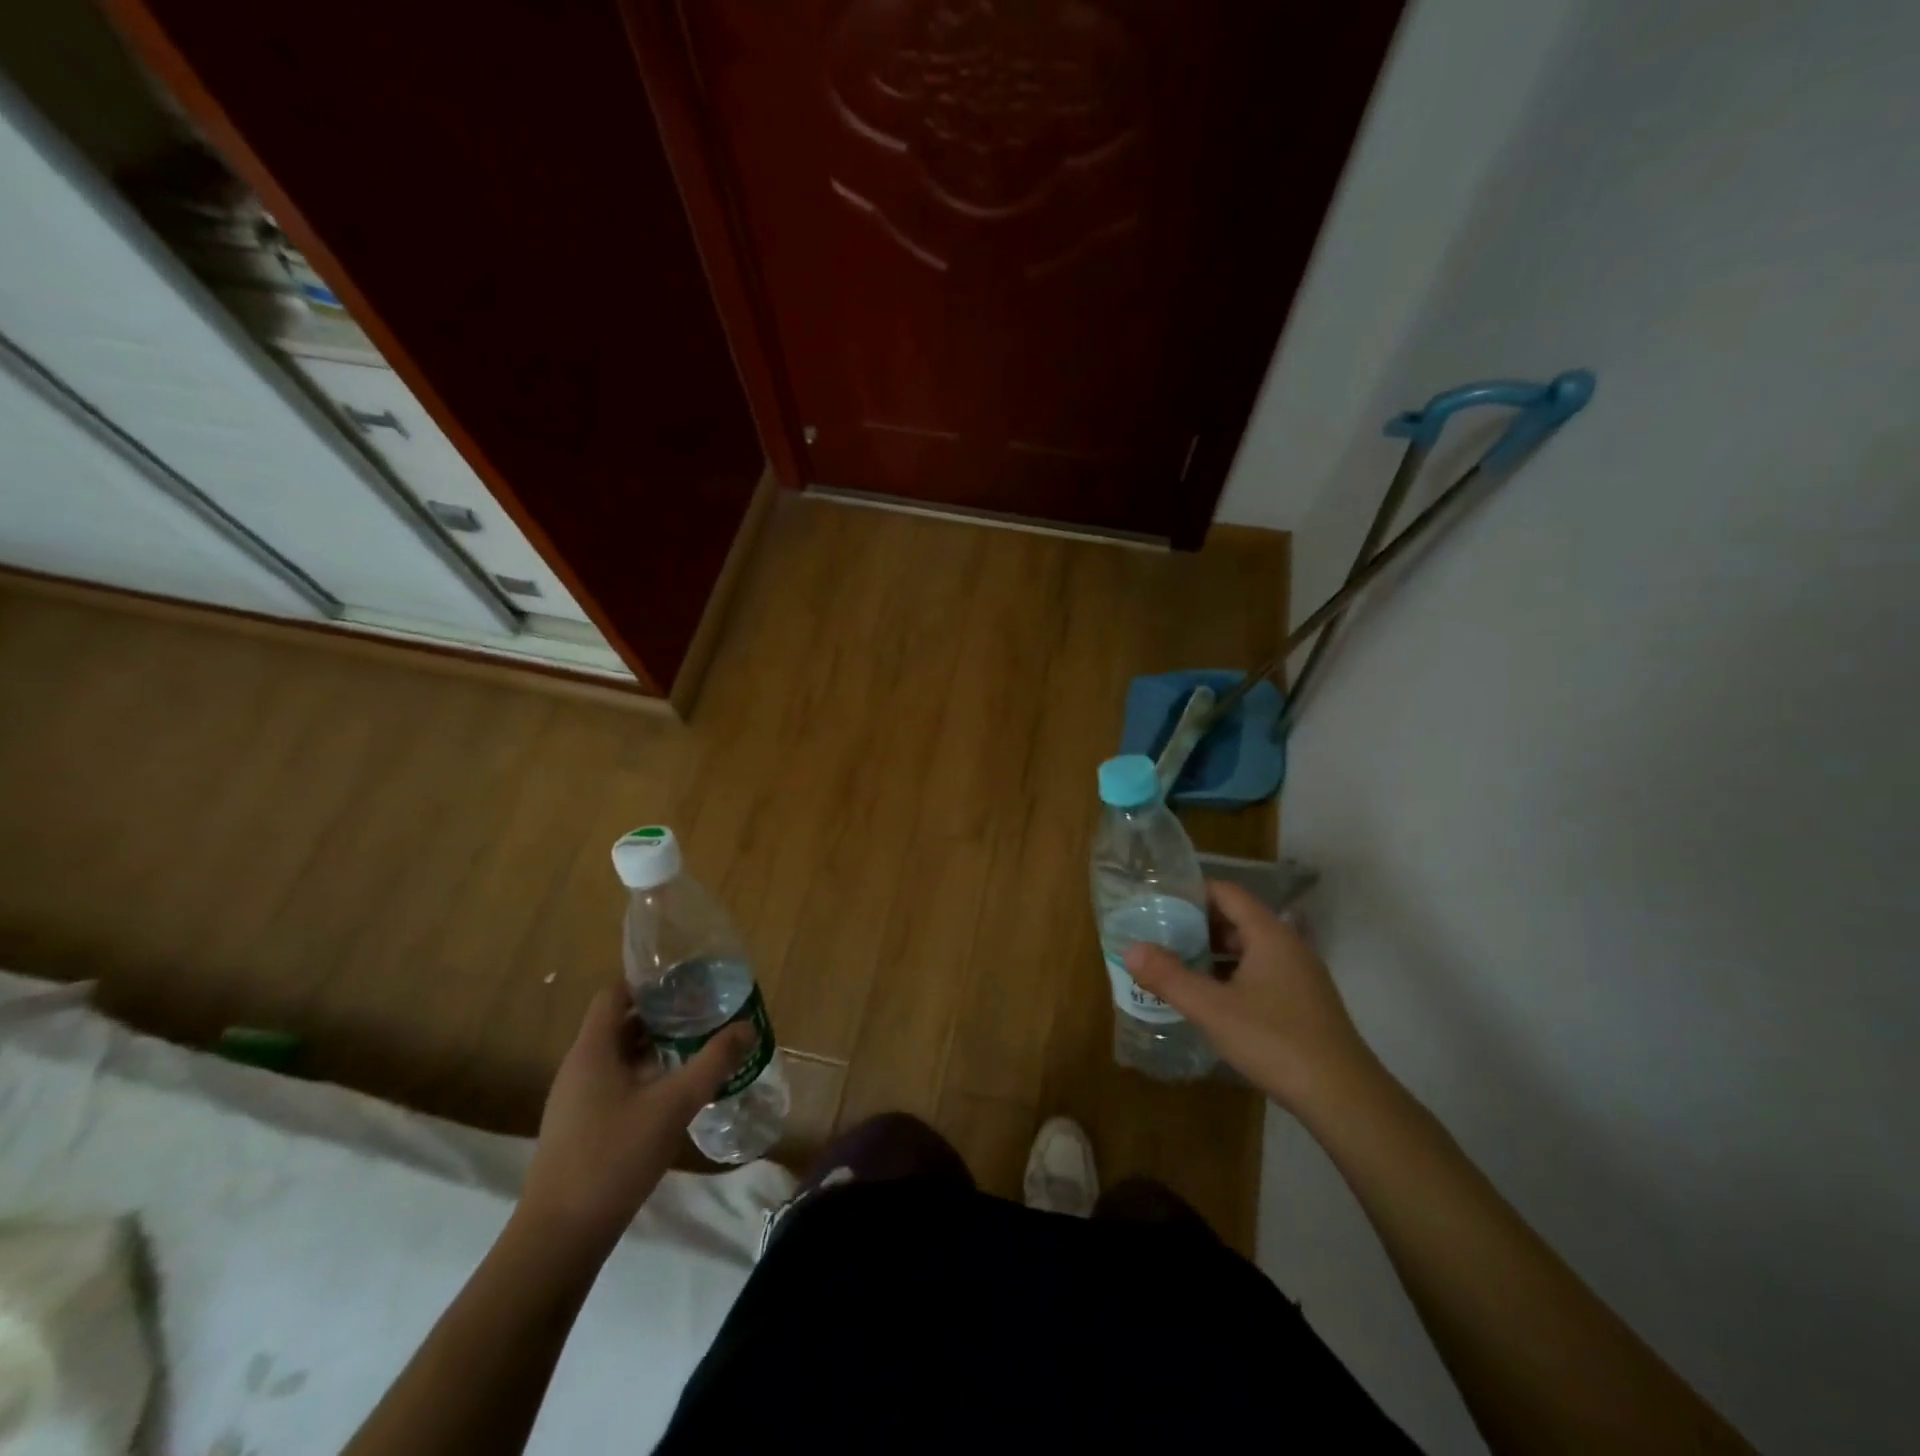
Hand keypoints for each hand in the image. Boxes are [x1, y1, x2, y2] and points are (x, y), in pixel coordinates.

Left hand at [518, 983, 752, 1252]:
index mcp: (592, 1050)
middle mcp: (580, 1067)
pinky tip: (677, 1091)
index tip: (688, 982)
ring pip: (620, 1055)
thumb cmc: (613, 1158)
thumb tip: (747, 1027)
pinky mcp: (582, 1127)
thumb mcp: (673, 1105)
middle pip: (620, 1023)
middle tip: (705, 1012)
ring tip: (699, 1045)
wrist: (559, 1239)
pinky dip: (647, 1075)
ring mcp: (577, 1100)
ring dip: (657, 1046)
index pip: (615, 993)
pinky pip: (617, 1083)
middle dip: (663, 1014)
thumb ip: (712, 1063)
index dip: (649, 982)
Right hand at [1124, 880, 1379, 1117]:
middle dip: (1197, 925)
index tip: (1158, 903)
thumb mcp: (1212, 1008)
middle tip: (1159, 936)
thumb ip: (1169, 976)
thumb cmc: (1275, 1041)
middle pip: (1237, 919)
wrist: (1344, 1098)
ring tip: (1176, 965)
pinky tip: (1210, 999)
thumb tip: (1129, 949)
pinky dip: (1232, 975)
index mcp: (1269, 934)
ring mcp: (1299, 975)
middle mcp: (1288, 945)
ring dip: (1213, 953)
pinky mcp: (1303, 1002)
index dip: (1192, 892)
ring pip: (1248, 949)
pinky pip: (1260, 973)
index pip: (1227, 893)